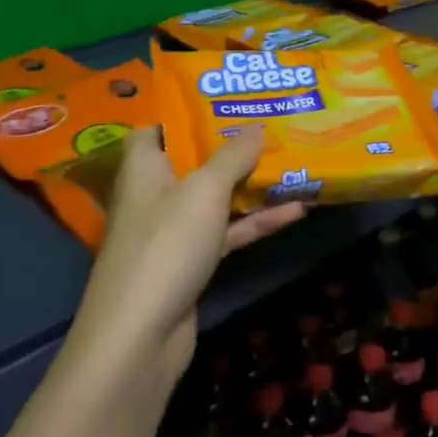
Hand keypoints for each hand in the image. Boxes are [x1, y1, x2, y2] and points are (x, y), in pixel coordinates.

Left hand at [68, 127, 304, 387]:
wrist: (141, 335)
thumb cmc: (166, 245)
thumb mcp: (204, 191)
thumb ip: (231, 156)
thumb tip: (256, 126)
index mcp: (144, 167)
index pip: (153, 129)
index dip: (183, 114)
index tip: (222, 102)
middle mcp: (154, 195)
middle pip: (192, 162)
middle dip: (230, 146)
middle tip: (271, 125)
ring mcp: (173, 232)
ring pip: (215, 199)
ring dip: (251, 185)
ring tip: (294, 163)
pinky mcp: (191, 263)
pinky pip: (227, 233)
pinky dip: (256, 223)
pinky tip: (296, 211)